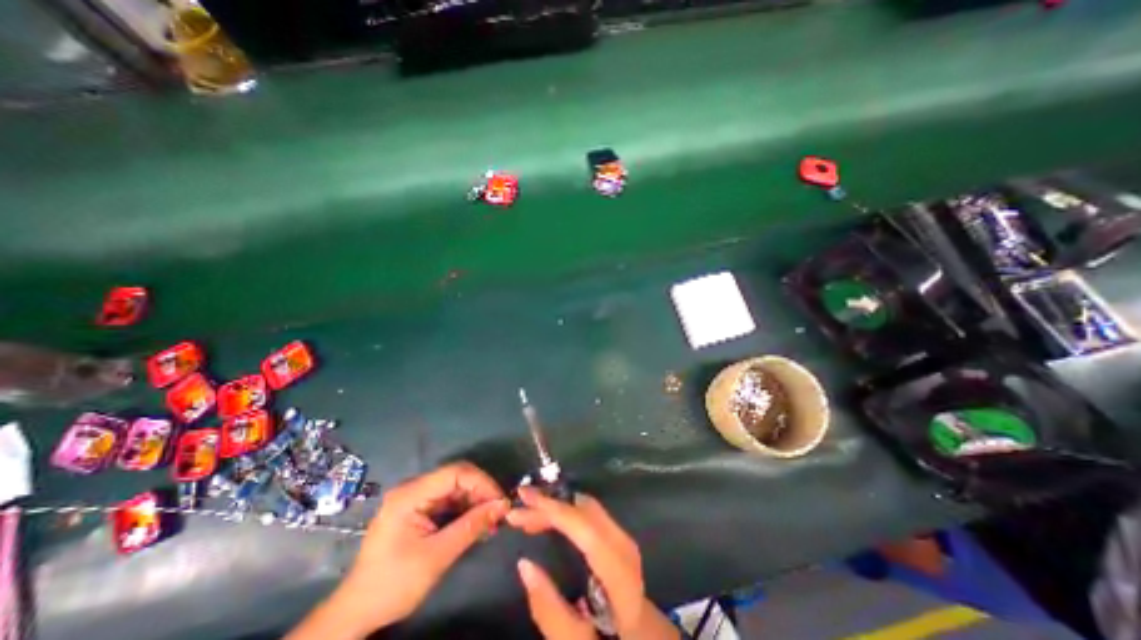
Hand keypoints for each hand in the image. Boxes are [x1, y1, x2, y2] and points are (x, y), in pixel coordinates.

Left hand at [294, 462, 508, 637]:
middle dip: (480, 492)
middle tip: (498, 513)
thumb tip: (502, 506)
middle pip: (456, 478)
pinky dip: (464, 509)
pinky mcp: (417, 510)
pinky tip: (476, 523)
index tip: (500, 501)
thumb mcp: (436, 556)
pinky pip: (448, 500)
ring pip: (455, 488)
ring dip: (475, 501)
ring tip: (491, 521)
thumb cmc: (393, 584)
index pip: (455, 473)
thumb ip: (471, 527)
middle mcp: (412, 489)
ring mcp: (414, 499)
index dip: (482, 482)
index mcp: (410, 495)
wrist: (356, 613)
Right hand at [506, 487, 674, 636]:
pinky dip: (566, 514)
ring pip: (586, 509)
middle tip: (518, 511)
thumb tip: (524, 564)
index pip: (583, 525)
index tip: (521, 500)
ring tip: (528, 516)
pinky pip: (589, 515)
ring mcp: (623, 540)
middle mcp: (623, 545)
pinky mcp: (618, 540)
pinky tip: (550, 522)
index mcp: (618, 570)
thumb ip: (549, 610)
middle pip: (584, 510)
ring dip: (556, 508)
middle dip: (549, 505)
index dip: (551, 508)